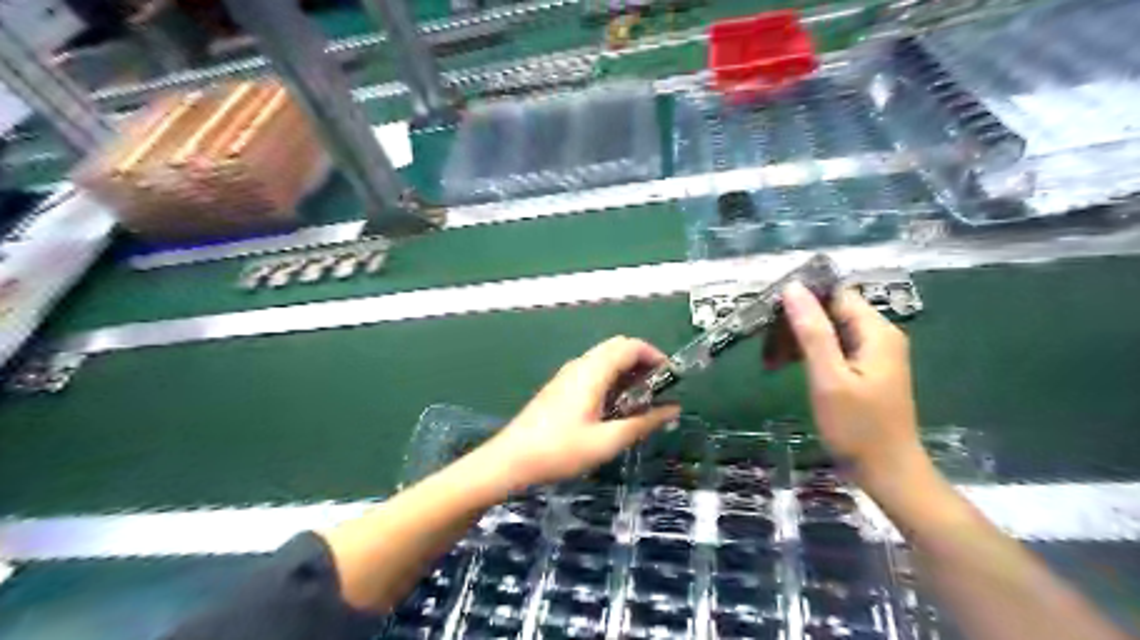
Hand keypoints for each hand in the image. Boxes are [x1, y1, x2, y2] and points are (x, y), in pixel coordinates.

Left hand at [480, 336, 674, 491]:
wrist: (511, 459)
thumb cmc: (560, 450)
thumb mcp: (606, 441)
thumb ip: (642, 423)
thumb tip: (673, 410)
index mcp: (592, 371)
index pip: (630, 346)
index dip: (655, 356)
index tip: (672, 378)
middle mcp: (580, 365)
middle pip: (618, 348)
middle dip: (642, 363)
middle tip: (658, 391)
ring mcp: (568, 374)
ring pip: (604, 359)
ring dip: (627, 372)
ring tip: (640, 402)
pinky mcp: (560, 386)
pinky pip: (593, 371)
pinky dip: (611, 379)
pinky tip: (614, 408)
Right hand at [786, 283, 933, 485]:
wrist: (887, 473)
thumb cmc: (857, 427)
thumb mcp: (829, 378)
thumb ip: (812, 332)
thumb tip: (793, 288)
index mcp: (875, 331)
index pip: (834, 295)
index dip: (801, 298)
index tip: (768, 312)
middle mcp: (878, 336)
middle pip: (830, 311)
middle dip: (795, 323)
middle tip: (764, 343)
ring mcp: (872, 354)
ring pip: (827, 331)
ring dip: (797, 340)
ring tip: (769, 360)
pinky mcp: (864, 370)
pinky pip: (832, 349)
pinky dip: (808, 354)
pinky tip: (785, 366)